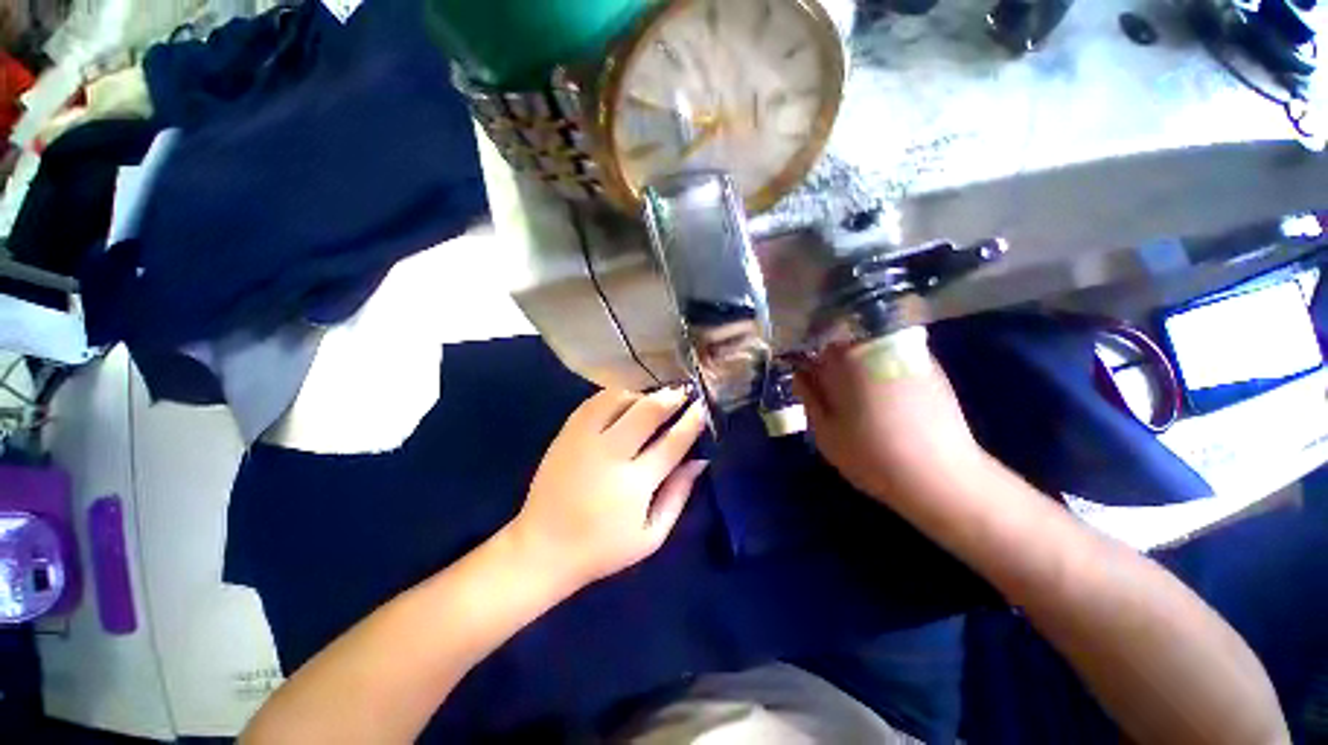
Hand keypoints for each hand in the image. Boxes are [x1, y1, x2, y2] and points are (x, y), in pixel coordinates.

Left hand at [506, 387, 708, 591]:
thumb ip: (678, 495)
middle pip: (647, 411)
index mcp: (634, 484)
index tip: (703, 407)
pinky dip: (615, 396)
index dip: (692, 421)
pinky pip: (594, 401)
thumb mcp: (651, 536)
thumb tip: (699, 460)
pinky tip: (624, 402)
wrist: (542, 547)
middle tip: (684, 392)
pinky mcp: (566, 433)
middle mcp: (610, 454)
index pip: (672, 442)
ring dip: (642, 394)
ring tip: (653, 400)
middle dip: (671, 397)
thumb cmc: (603, 547)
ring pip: (619, 399)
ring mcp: (584, 440)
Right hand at [793, 328, 984, 504]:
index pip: (817, 342)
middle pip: (846, 339)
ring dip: (860, 362)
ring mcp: (907, 353)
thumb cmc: (871, 456)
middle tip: (833, 387)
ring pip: (872, 346)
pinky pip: (896, 355)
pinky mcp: (931, 366)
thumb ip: (809, 397)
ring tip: (861, 394)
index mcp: (845, 360)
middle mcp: (876, 347)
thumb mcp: (825, 432)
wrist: (940, 476)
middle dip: (835, 357)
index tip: (808, 374)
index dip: (810, 356)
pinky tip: (887, 395)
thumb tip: (800, 373)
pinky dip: (885, 367)